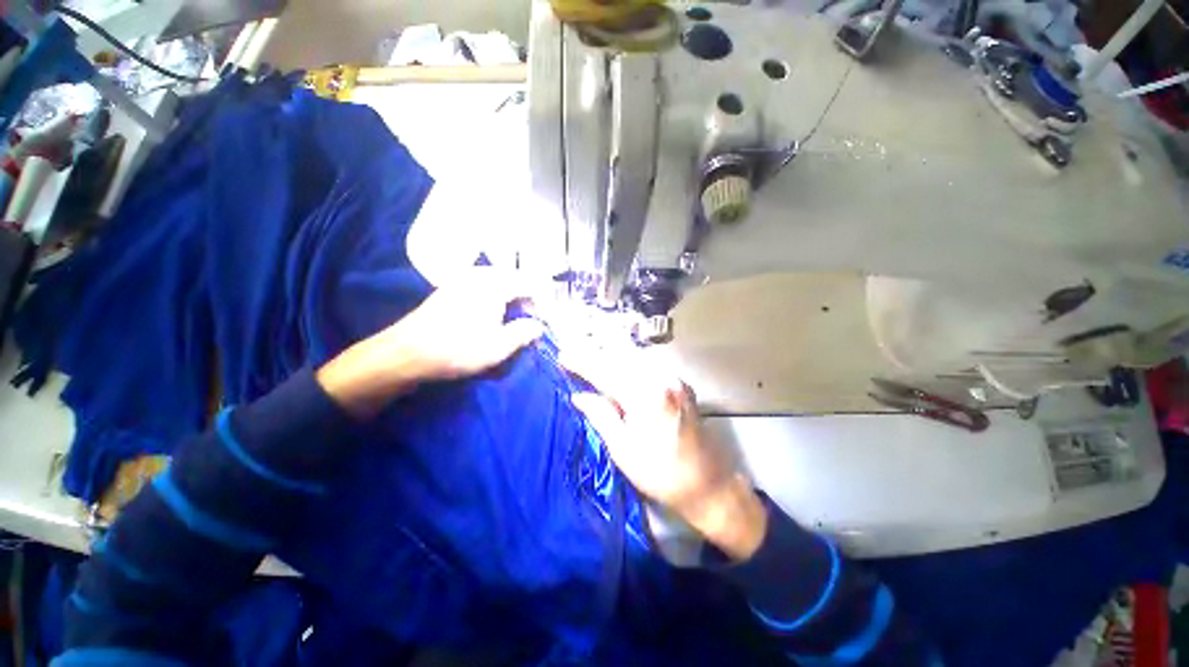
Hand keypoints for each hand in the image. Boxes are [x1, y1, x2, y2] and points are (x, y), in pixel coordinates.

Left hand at [317, 268, 544, 417]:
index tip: (546, 319)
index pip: (529, 283)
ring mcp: (462, 280)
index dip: (542, 301)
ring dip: (511, 298)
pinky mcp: (450, 289)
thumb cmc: (458, 348)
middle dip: (528, 298)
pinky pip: (482, 286)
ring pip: (498, 282)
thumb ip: (524, 332)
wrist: (407, 353)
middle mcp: (479, 275)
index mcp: (494, 284)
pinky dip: (495, 298)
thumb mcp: (499, 346)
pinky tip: (492, 315)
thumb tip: (539, 326)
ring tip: (515, 318)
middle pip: (514, 280)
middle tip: (533, 319)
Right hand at [563, 344, 766, 560]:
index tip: (562, 355)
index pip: (606, 371)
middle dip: (596, 354)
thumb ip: (600, 415)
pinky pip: (649, 366)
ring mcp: (675, 379)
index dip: (582, 362)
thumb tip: (579, 396)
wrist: (708, 484)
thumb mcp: (623, 449)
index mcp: (646, 395)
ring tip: (591, 361)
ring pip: (636, 358)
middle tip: (574, 355)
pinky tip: (618, 368)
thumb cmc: (661, 473)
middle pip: (621, 357)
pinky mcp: (681, 384)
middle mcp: (662, 378)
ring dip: (612, 358)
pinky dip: (629, 364)